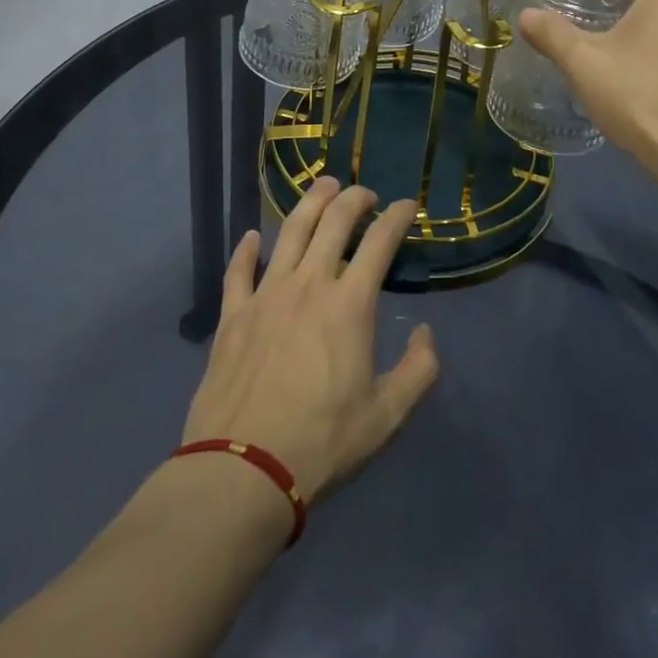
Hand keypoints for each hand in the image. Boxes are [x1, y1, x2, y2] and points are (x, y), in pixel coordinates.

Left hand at [181, 178, 438, 505]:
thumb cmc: (323, 442)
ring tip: (322, 186)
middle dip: (353, 198)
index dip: (397, 216)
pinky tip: (252, 237)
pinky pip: (239, 270)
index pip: (379, 241)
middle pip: (333, 221)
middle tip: (364, 193)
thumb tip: (423, 333)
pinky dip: (247, 249)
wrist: (244, 470)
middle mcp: (309, 283)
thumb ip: (418, 371)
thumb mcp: (387, 417)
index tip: (407, 205)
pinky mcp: (233, 314)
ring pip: (289, 231)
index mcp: (350, 303)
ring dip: (309, 203)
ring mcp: (267, 294)